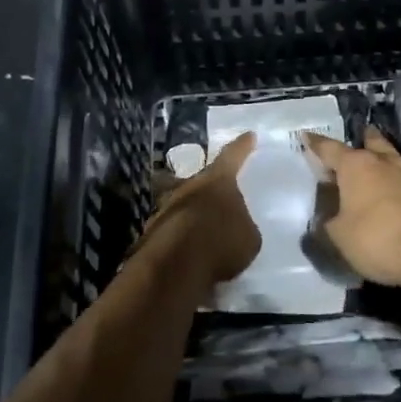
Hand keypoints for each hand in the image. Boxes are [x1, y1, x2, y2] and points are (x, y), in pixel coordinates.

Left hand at [145, 133, 260, 286]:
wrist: (176, 266)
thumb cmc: (222, 242)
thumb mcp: (248, 236)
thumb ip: (242, 225)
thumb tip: (234, 225)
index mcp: (218, 181)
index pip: (232, 156)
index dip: (242, 146)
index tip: (249, 135)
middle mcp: (189, 186)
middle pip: (198, 179)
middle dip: (205, 185)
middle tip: (213, 193)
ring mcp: (166, 206)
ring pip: (179, 202)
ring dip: (189, 212)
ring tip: (200, 229)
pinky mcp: (152, 230)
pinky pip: (171, 228)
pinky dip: (178, 236)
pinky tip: (187, 252)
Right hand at [305, 129, 400, 290]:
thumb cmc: (376, 237)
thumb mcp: (338, 235)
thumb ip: (329, 222)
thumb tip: (330, 217)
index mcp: (356, 165)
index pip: (330, 148)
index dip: (316, 144)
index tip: (306, 136)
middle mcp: (383, 163)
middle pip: (371, 143)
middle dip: (362, 141)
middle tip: (356, 141)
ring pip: (392, 160)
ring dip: (382, 161)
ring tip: (374, 166)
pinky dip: (395, 184)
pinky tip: (391, 194)